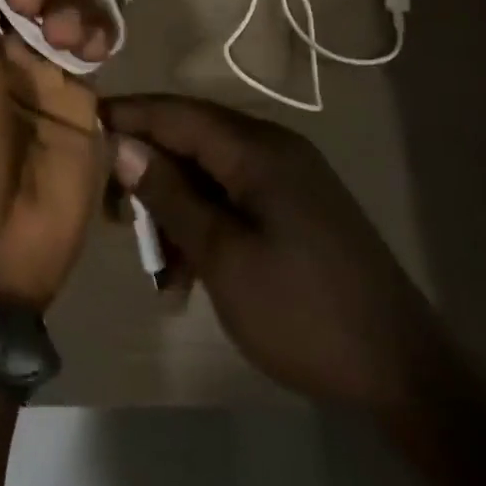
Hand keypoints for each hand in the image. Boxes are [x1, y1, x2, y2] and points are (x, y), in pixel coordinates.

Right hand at [103, 95, 452, 419]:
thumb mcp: (222, 255)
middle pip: (191, 142)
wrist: (404, 373)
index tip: (82, 124)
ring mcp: (289, 180)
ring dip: (175, 210)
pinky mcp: (296, 210)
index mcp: (258, 149)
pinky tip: (188, 275)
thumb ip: (170, 194)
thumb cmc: (302, 311)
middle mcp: (273, 149)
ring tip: (154, 263)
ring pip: (209, 175)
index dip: (128, 115)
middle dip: (147, 173)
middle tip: (111, 212)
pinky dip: (205, 227)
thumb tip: (122, 145)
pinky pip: (234, 200)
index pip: (177, 113)